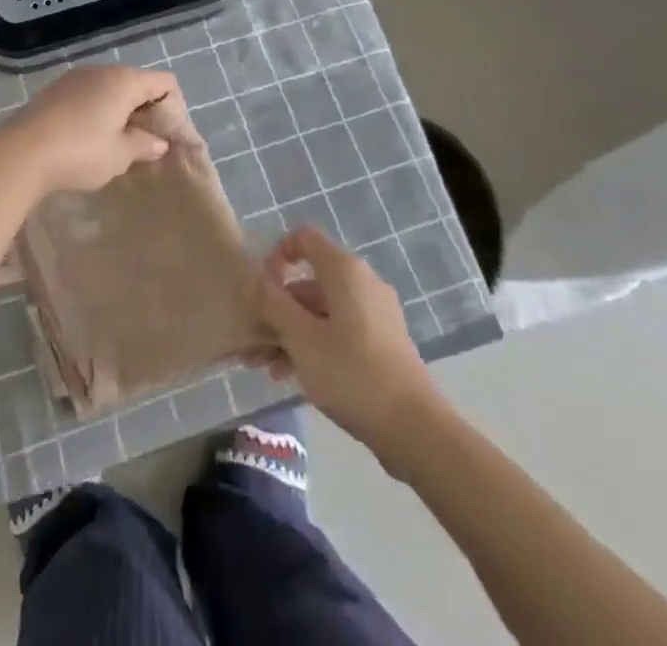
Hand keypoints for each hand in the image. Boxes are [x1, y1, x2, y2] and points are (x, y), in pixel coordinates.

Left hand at [0, 66, 176, 196]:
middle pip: (137, 84)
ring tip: (117, 145)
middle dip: (146, 112)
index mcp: (124, 80)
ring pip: (110, 90)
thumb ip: (144, 145)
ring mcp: (74, 78)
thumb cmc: (80, 152)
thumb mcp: (120, 155)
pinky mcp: (54, 91)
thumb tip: (159, 142)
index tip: (168, 138)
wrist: (19, 153)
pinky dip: (97, 112)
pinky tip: (89, 140)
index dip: (174, 108)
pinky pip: (88, 96)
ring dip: (120, 113)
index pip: (164, 82)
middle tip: (146, 145)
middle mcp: (101, 70)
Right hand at [255, 227, 436, 453]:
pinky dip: (315, 345)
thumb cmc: (352, 373)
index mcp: (345, 271)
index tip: (261, 290)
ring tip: (266, 369)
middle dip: (277, 310)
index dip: (277, 256)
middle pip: (309, 282)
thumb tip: (255, 280)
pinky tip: (293, 376)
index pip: (303, 239)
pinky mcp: (383, 342)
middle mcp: (362, 283)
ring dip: (291, 333)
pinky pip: (339, 331)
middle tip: (253, 345)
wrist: (414, 427)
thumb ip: (273, 304)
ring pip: (322, 312)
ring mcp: (375, 313)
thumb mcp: (301, 338)